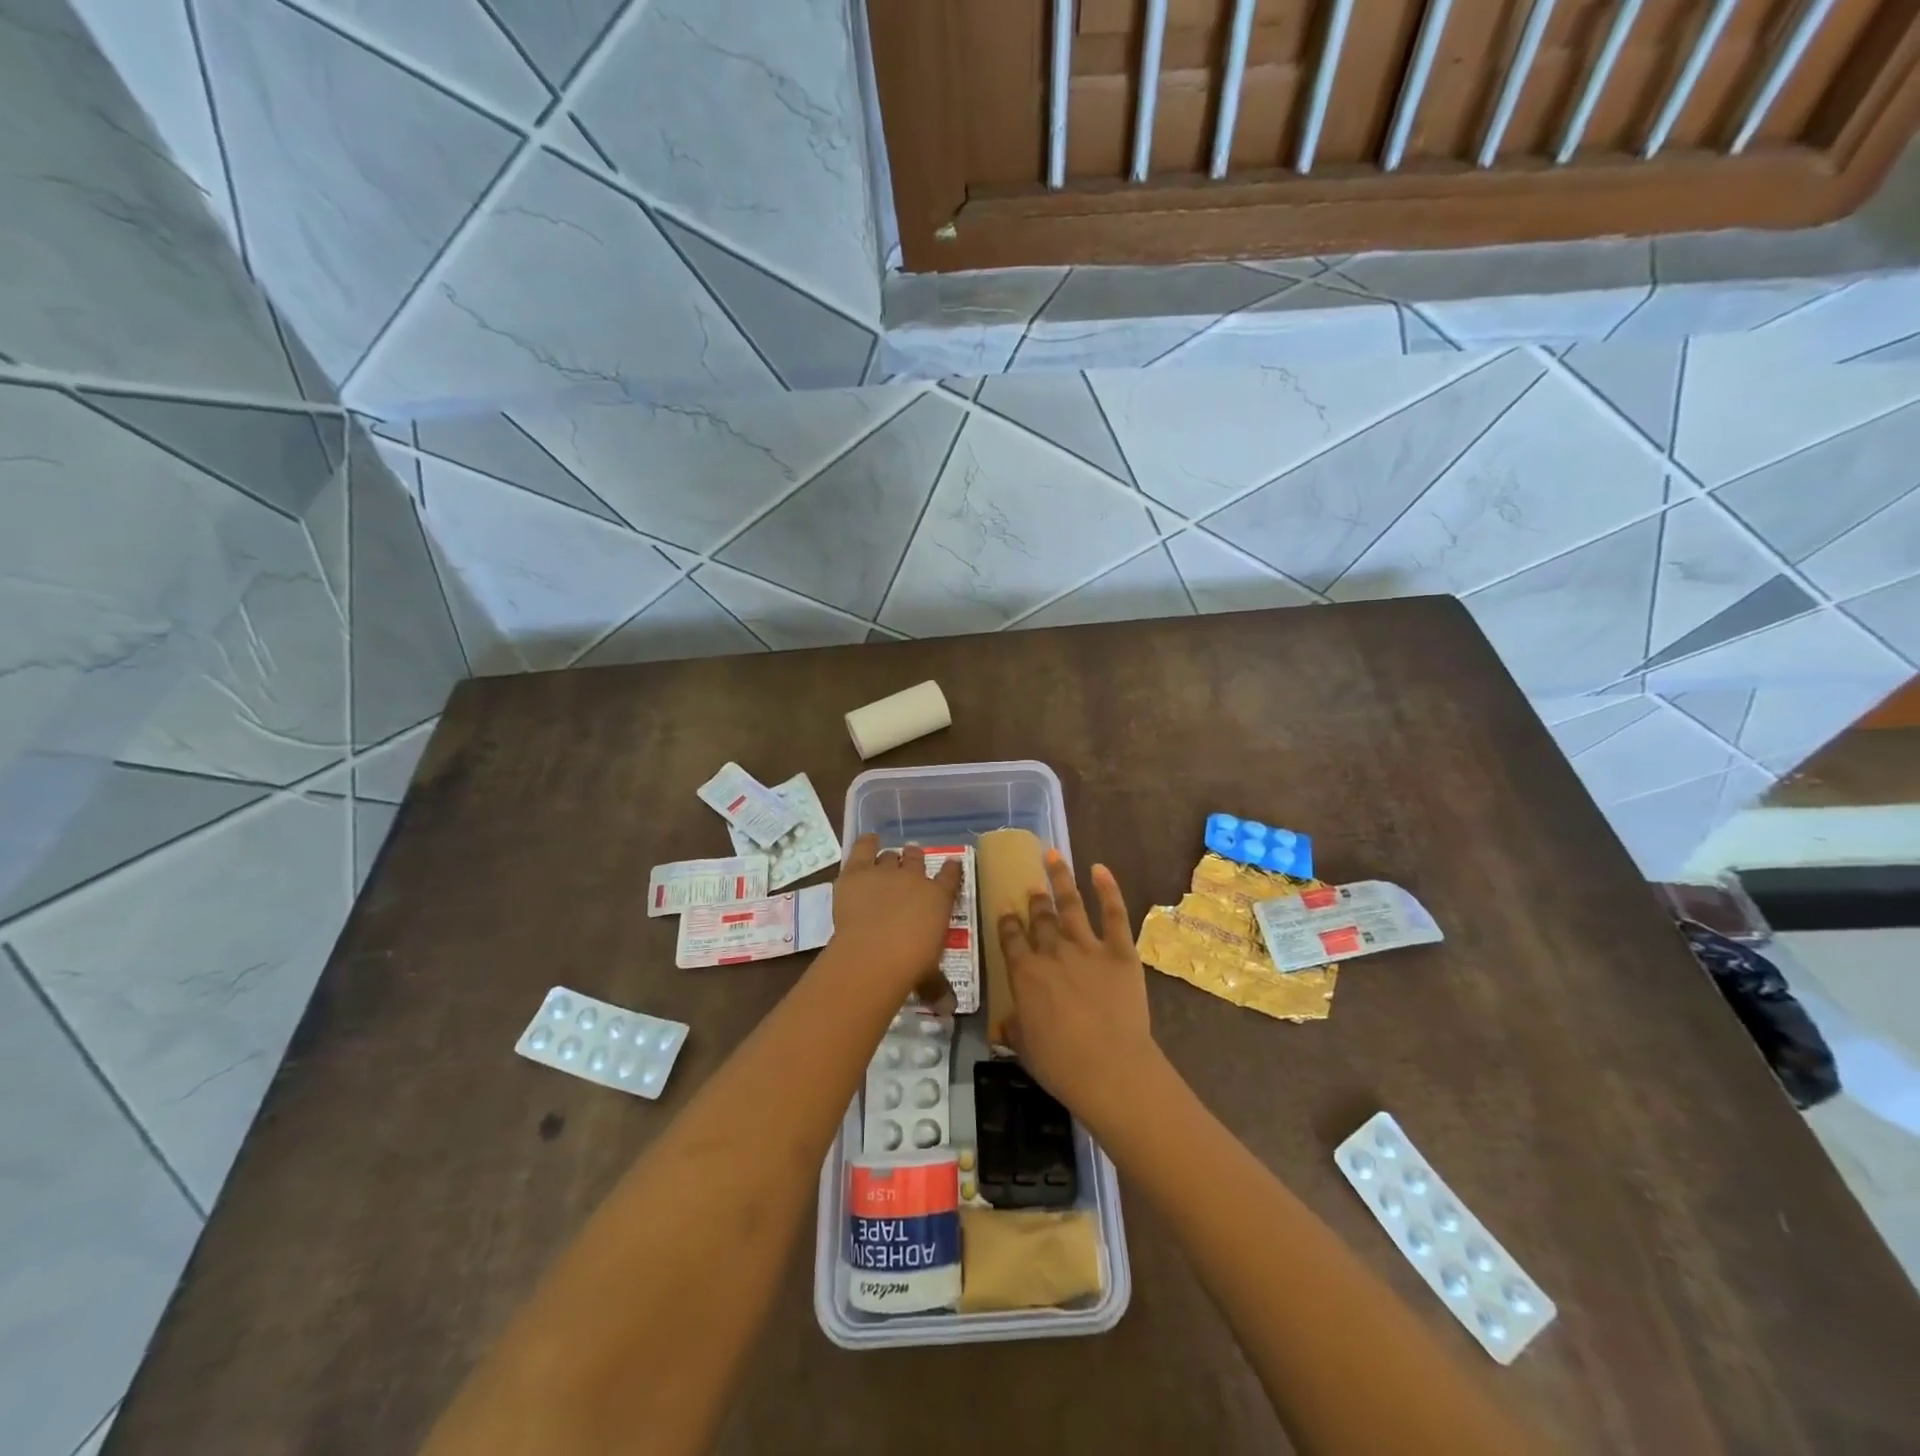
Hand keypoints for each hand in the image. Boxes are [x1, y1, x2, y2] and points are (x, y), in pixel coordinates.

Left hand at [830, 834, 962, 996]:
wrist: (875, 953)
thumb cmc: (911, 965)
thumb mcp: (930, 976)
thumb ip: (937, 986)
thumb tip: (949, 1008)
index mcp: (938, 898)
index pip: (951, 876)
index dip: (951, 870)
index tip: (951, 866)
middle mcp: (915, 878)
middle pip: (916, 859)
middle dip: (914, 859)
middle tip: (911, 864)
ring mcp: (885, 871)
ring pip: (890, 856)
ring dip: (889, 859)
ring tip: (886, 863)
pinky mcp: (857, 872)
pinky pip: (864, 848)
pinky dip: (866, 843)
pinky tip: (868, 841)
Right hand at [999, 851, 1156, 1128]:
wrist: (1110, 1069)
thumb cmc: (1062, 1065)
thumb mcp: (1025, 1049)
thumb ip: (1014, 1029)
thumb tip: (1003, 1024)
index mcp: (1025, 974)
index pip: (1010, 939)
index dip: (1006, 921)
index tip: (1004, 908)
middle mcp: (1052, 952)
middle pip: (1039, 918)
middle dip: (1034, 901)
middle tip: (1032, 887)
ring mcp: (1087, 947)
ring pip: (1070, 905)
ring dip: (1061, 879)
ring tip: (1053, 856)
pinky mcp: (1119, 951)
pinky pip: (1114, 914)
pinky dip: (1108, 889)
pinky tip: (1100, 869)